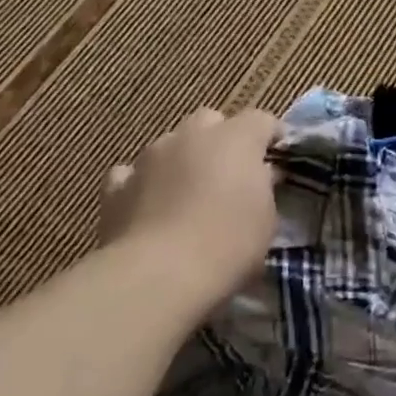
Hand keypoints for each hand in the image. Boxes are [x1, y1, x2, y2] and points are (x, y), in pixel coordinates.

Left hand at [102, 108, 279, 305]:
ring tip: (187, 194)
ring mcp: (150, 156)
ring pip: (171, 144)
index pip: (261, 120)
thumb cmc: (227, 244)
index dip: (271, 136)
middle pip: (211, 121)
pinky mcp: (116, 186)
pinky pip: (132, 174)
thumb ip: (264, 187)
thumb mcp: (267, 219)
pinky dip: (142, 184)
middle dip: (221, 140)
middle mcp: (192, 135)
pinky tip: (147, 207)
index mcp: (236, 138)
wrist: (158, 276)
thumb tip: (260, 174)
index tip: (278, 158)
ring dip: (182, 160)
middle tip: (230, 174)